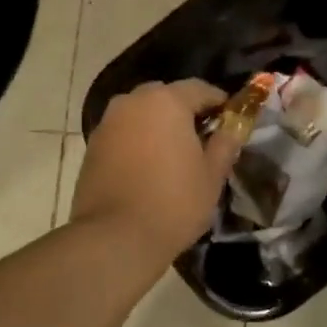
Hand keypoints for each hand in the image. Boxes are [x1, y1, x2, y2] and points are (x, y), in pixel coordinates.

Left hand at [71, 80, 243, 264]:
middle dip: (185, 111)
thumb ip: (225, 143)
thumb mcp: (212, 175)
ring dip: (159, 125)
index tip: (231, 120)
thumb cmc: (173, 203)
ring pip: (141, 113)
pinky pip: (124, 132)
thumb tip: (234, 127)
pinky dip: (138, 140)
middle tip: (202, 138)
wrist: (115, 237)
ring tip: (174, 153)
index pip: (200, 89)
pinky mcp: (92, 145)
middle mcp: (133, 101)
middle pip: (166, 97)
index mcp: (166, 101)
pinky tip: (149, 166)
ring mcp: (108, 122)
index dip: (219, 102)